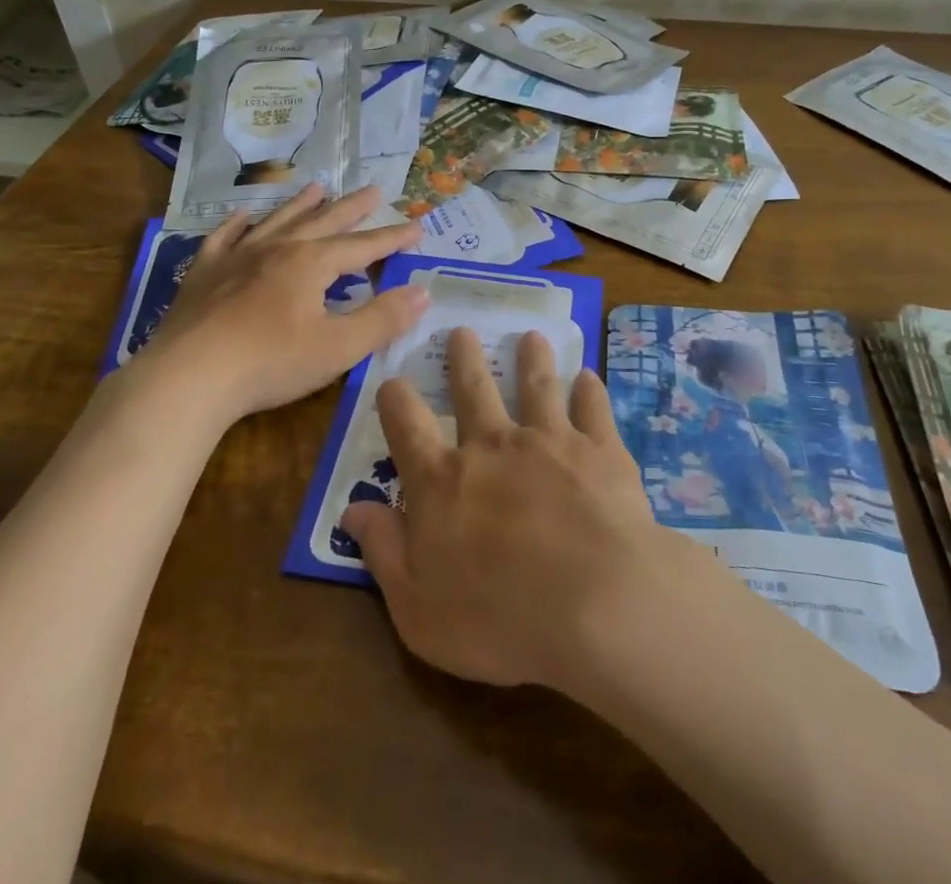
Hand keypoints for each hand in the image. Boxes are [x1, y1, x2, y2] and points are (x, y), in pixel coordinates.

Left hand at [133, 184, 426, 425]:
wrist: (188, 378)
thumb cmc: (270, 363)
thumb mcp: (339, 348)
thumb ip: (383, 319)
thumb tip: (422, 292)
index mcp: (311, 263)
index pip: (363, 246)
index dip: (393, 238)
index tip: (417, 226)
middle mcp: (277, 249)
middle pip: (323, 221)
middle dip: (353, 208)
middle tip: (374, 190)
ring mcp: (236, 257)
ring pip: (276, 221)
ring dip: (300, 205)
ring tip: (318, 188)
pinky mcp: (203, 274)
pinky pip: (224, 238)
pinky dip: (237, 224)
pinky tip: (242, 216)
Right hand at [341, 328, 679, 692]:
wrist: (596, 604)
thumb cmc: (498, 620)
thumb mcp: (417, 607)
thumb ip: (383, 551)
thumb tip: (352, 508)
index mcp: (444, 480)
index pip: (407, 427)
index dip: (395, 400)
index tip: (392, 380)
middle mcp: (493, 446)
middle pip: (473, 389)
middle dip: (464, 359)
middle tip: (463, 331)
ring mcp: (549, 441)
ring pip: (536, 386)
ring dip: (531, 360)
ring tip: (532, 338)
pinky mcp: (599, 449)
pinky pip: (592, 408)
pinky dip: (590, 391)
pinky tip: (589, 378)